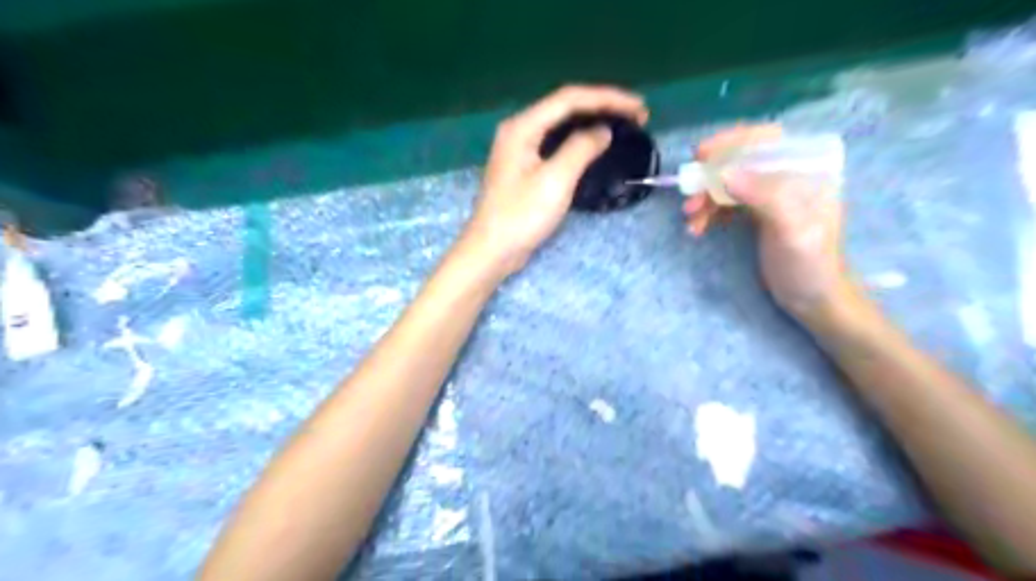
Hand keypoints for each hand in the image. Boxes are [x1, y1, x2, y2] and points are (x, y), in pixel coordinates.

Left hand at [461, 83, 644, 274]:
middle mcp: (519, 130)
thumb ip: (581, 149)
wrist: (492, 250)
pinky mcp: (524, 167)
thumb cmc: (521, 216)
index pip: (570, 99)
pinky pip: (556, 143)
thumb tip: (603, 131)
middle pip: (565, 107)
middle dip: (602, 106)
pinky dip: (579, 141)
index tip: (639, 108)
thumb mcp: (555, 181)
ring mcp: (520, 149)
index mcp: (522, 127)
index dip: (607, 98)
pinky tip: (595, 146)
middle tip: (637, 116)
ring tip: (623, 126)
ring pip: (561, 125)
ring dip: (592, 122)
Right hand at [687, 126, 845, 319]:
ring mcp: (771, 195)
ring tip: (691, 220)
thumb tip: (724, 174)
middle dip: (711, 177)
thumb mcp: (793, 230)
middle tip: (689, 199)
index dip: (732, 142)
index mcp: (808, 169)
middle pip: (741, 161)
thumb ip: (765, 197)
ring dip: (706, 198)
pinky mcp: (757, 213)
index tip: (700, 154)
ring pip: (729, 183)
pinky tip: (700, 227)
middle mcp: (788, 175)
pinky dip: (710, 212)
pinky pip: (727, 202)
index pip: (766, 140)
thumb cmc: (810, 264)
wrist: (813, 299)